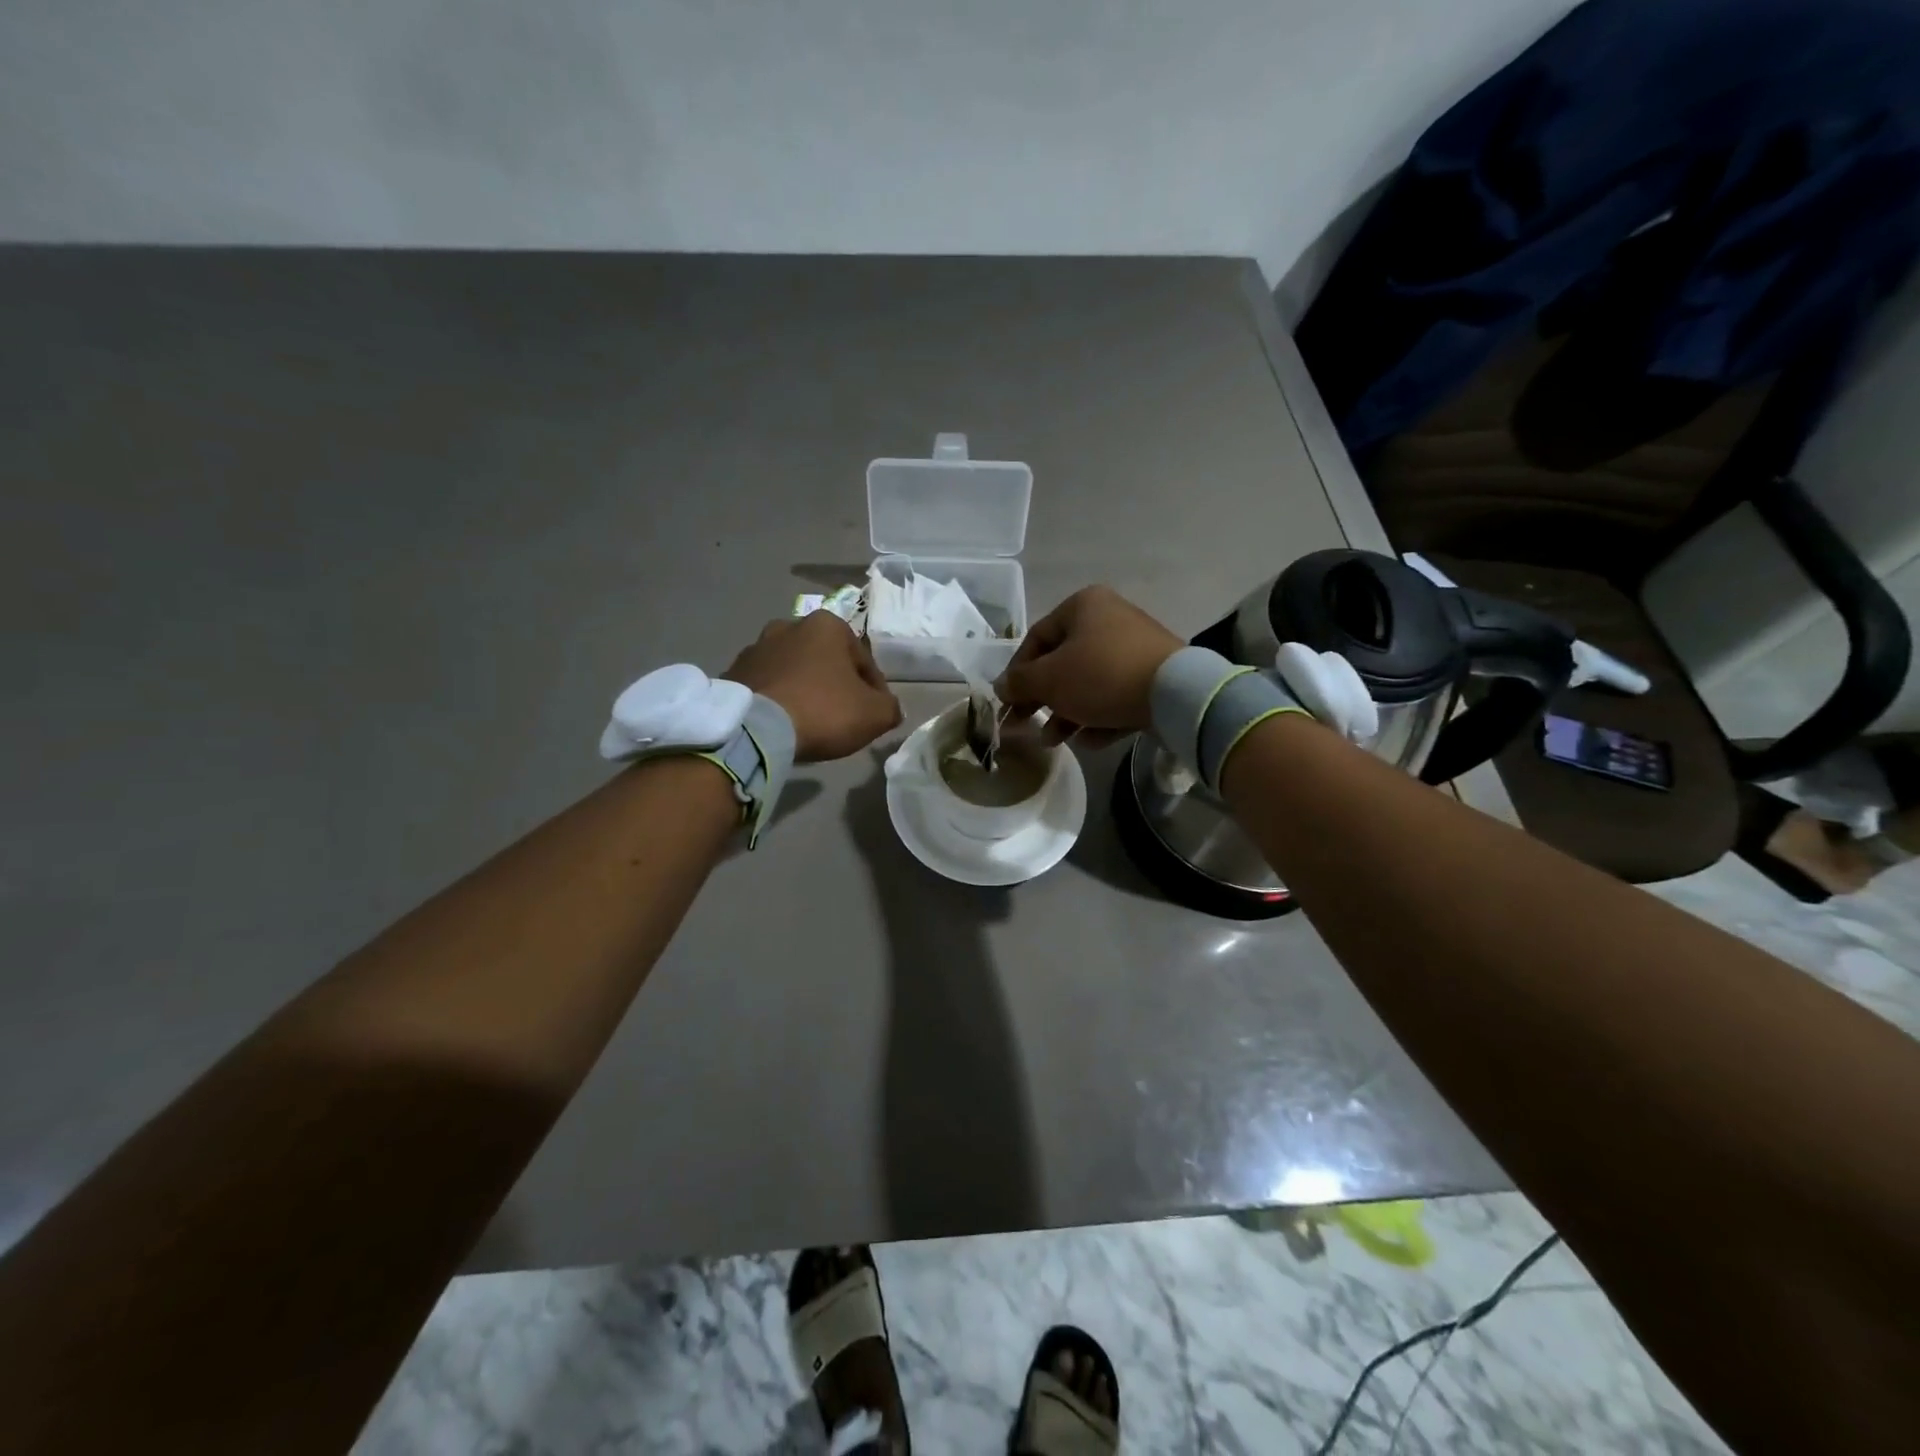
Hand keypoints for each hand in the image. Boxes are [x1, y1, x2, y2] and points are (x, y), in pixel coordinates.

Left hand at [723, 613, 902, 762]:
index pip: (864, 661)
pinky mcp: (733, 672)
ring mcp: (756, 647)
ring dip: (804, 689)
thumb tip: (889, 708)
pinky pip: (767, 686)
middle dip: (835, 684)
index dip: (875, 691)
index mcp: (827, 625)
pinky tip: (783, 723)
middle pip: (826, 661)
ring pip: (794, 671)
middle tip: (842, 717)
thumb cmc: (823, 710)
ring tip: (809, 722)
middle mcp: (789, 625)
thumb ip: (890, 707)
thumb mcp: (875, 714)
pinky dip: (778, 699)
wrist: (755, 729)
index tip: (875, 714)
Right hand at [996, 585, 1182, 743]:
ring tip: (1054, 742)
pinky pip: (1116, 696)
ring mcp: (1135, 648)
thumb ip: (1020, 683)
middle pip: (1063, 663)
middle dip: (1043, 700)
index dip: (1017, 673)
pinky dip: (1099, 717)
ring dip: (1067, 714)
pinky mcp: (1154, 676)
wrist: (1174, 693)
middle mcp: (1110, 619)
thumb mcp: (1049, 680)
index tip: (1008, 702)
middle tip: (1025, 726)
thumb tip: (1001, 686)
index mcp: (1083, 607)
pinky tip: (1089, 741)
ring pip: (1089, 683)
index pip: (1036, 638)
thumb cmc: (1101, 675)